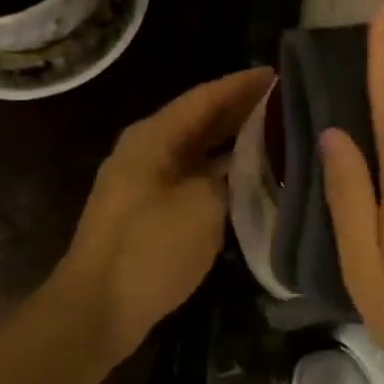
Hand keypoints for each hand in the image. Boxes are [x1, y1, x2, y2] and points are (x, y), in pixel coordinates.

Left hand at [60, 67, 272, 357]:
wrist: (98, 309)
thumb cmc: (150, 248)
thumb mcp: (202, 205)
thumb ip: (230, 174)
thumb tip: (246, 162)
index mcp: (154, 137)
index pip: (206, 97)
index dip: (242, 84)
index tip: (279, 74)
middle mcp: (147, 149)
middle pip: (200, 119)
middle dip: (241, 108)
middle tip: (285, 101)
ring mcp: (145, 180)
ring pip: (197, 148)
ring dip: (232, 140)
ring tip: (275, 132)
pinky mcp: (149, 209)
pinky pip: (192, 175)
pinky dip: (220, 170)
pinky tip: (250, 175)